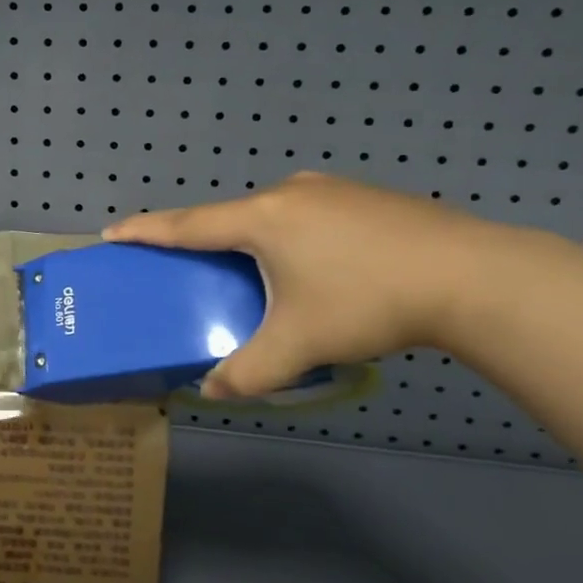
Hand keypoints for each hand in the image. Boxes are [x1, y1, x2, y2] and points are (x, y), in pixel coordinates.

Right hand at [104, 172, 505, 399]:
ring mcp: (330, 189)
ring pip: (271, 215)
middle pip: (229, 217)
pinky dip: (292, 237)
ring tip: (259, 273)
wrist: (470, 274)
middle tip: (193, 268)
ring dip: (253, 239)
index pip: (187, 224)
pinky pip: (306, 215)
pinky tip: (318, 266)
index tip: (113, 232)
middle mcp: (288, 193)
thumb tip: (215, 392)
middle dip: (205, 240)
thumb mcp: (300, 344)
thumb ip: (249, 372)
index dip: (147, 229)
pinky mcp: (364, 196)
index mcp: (261, 220)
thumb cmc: (366, 301)